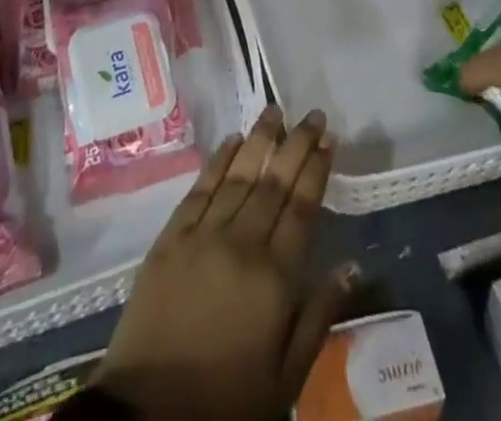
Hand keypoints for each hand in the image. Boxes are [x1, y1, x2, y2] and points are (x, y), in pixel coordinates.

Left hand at [94, 107, 355, 420]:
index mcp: (274, 277)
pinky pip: (200, 188)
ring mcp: (202, 235)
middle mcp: (241, 243)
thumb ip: (319, 316)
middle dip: (295, 143)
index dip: (316, 168)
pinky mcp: (170, 238)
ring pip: (237, 175)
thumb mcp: (285, 376)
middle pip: (273, 182)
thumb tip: (352, 264)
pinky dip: (218, 161)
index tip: (329, 138)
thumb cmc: (226, 401)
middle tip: (312, 113)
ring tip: (275, 111)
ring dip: (259, 140)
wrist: (148, 415)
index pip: (302, 207)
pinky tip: (231, 140)